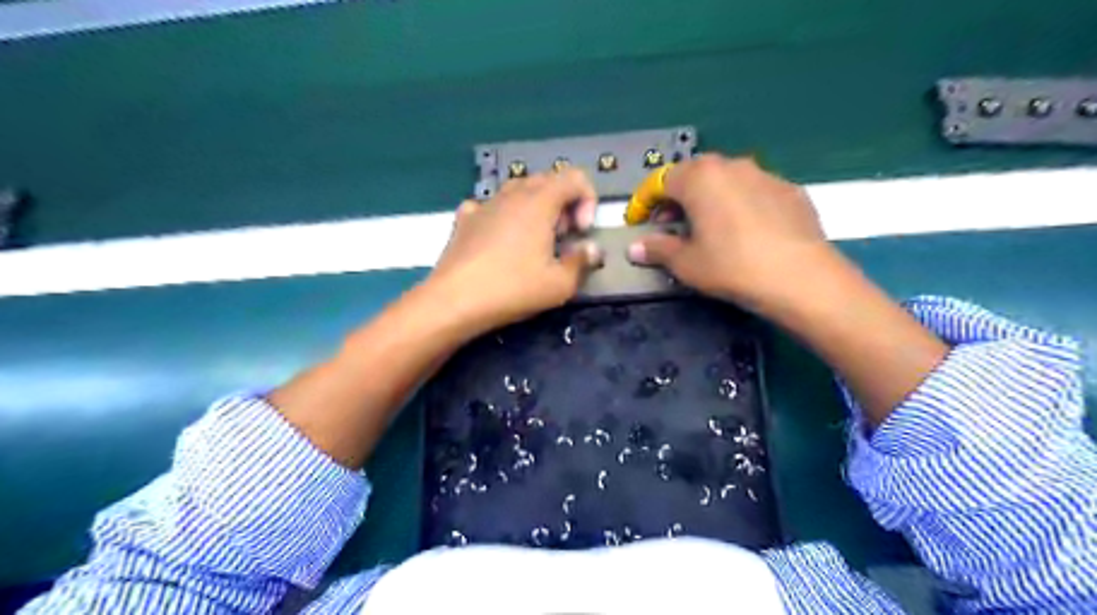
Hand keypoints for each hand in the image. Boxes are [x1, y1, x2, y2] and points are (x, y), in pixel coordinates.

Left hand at [423, 168, 602, 336]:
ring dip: (534, 209)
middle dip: (563, 205)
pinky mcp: (464, 219)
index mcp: (539, 202)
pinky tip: (500, 240)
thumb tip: (593, 249)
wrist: (455, 300)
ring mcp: (485, 204)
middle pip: (547, 182)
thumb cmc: (513, 289)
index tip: (581, 232)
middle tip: (562, 238)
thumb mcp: (560, 284)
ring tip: (534, 241)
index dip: (587, 200)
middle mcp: (512, 194)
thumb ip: (582, 262)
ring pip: (517, 191)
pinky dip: (503, 216)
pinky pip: (490, 206)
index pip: (574, 178)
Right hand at [630, 154, 837, 316]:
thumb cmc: (731, 266)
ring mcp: (765, 175)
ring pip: (726, 181)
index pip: (660, 181)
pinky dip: (739, 205)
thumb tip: (635, 247)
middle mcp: (732, 166)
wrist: (801, 277)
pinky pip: (753, 192)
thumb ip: (657, 249)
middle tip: (670, 225)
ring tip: (707, 228)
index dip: (644, 201)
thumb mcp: (686, 263)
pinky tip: (744, 232)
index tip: (637, 221)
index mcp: (700, 178)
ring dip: (708, 199)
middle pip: (694, 175)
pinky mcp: (790, 190)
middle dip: (676, 198)